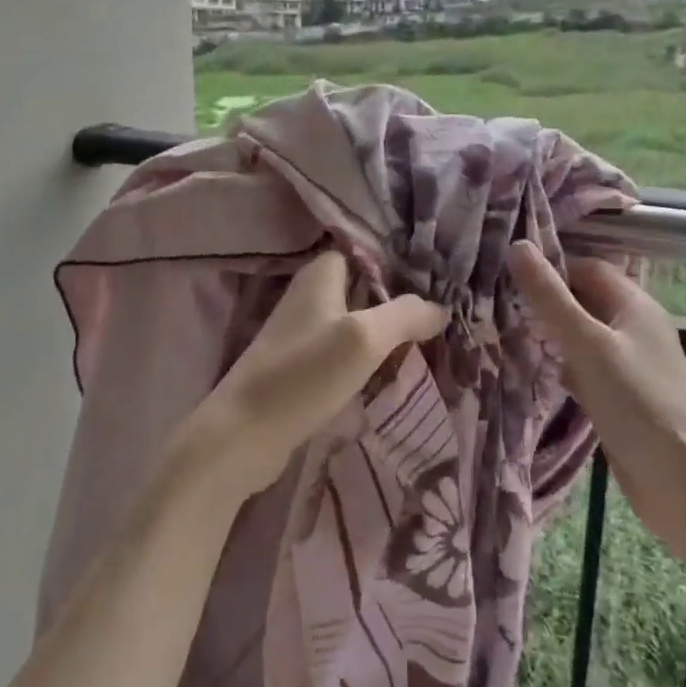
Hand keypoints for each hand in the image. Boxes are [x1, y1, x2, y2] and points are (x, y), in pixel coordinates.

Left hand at [180, 250, 447, 503]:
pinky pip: (344, 352)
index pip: (365, 251)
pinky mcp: (300, 366)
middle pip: (364, 288)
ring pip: (356, 322)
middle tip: (441, 313)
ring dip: (386, 333)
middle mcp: (309, 295)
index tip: (435, 276)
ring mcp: (302, 332)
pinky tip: (393, 373)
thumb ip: (405, 315)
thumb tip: (440, 308)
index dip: (398, 261)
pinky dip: (367, 359)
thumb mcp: (364, 338)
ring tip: (429, 343)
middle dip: (398, 300)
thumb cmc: (304, 374)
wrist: (244, 435)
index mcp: (320, 274)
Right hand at [506, 240, 685, 517]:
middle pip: (585, 299)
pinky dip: (563, 365)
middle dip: (547, 301)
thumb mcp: (587, 344)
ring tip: (506, 332)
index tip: (508, 275)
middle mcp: (635, 327)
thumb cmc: (636, 403)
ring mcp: (631, 363)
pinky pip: (587, 367)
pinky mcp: (623, 395)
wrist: (681, 483)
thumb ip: (550, 297)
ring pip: (583, 335)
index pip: (587, 267)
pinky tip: (534, 373)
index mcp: (635, 305)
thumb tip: (517, 245)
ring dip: (551, 334)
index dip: (551, 267)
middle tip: (498, 303)